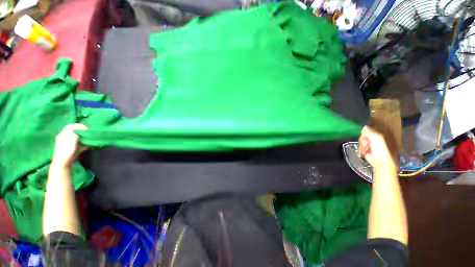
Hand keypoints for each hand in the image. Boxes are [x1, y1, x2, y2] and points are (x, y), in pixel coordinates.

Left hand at [52, 124, 87, 167]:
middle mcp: (65, 138)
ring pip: (79, 138)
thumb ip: (76, 134)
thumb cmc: (66, 150)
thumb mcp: (71, 139)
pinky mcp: (73, 149)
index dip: (79, 126)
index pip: (71, 126)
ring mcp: (69, 144)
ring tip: (91, 139)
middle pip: (75, 132)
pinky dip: (86, 144)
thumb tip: (82, 131)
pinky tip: (90, 145)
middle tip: (90, 133)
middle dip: (83, 132)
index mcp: (63, 134)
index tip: (87, 128)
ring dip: (85, 138)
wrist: (63, 164)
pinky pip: (80, 144)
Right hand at [358, 126, 395, 169]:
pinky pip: (361, 146)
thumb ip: (369, 130)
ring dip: (362, 145)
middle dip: (363, 139)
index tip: (364, 133)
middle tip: (366, 143)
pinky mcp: (368, 149)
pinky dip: (361, 149)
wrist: (382, 162)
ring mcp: (372, 143)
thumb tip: (364, 126)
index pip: (371, 127)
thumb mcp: (376, 137)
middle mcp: (377, 137)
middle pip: (365, 134)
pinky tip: (363, 153)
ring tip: (365, 150)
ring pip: (362, 140)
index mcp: (382, 132)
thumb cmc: (382, 149)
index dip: (366, 130)